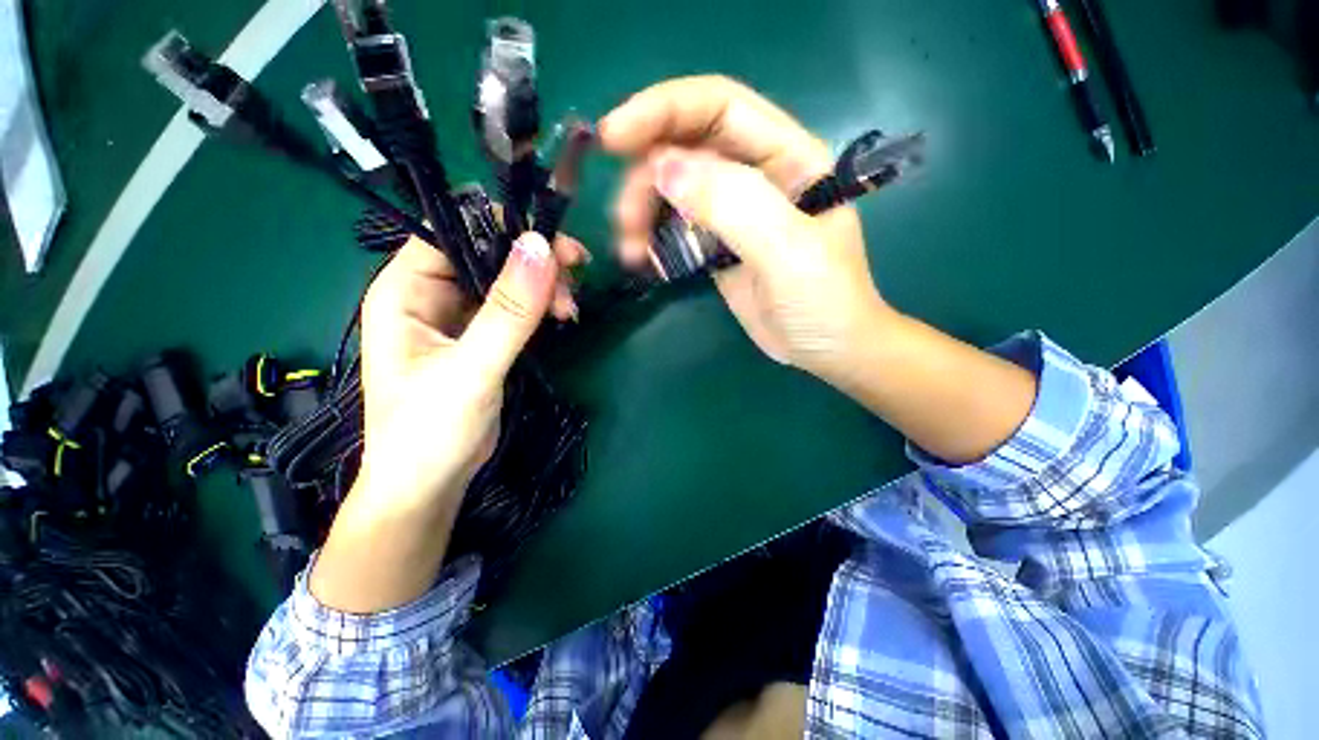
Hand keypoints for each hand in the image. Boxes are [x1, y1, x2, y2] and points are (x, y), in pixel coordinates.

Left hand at [310, 231, 586, 613]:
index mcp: (405, 290)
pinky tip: (561, 317)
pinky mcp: (482, 336)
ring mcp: (458, 316)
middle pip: (486, 251)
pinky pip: (515, 306)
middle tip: (574, 280)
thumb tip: (541, 248)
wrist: (430, 484)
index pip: (452, 230)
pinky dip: (540, 306)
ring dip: (543, 286)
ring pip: (506, 278)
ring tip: (569, 309)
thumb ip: (508, 311)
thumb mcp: (473, 369)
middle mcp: (429, 294)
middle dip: (533, 262)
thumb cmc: (431, 431)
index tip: (555, 248)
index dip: (503, 229)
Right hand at [598, 75, 897, 383]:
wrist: (827, 351)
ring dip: (642, 213)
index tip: (612, 137)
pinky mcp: (717, 246)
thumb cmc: (825, 302)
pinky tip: (644, 260)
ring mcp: (733, 213)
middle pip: (686, 149)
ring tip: (630, 251)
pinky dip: (652, 239)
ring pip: (673, 190)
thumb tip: (663, 169)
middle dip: (645, 179)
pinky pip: (675, 228)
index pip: (719, 108)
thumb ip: (735, 205)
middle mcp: (756, 175)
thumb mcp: (788, 251)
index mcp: (787, 157)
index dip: (663, 109)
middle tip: (624, 223)